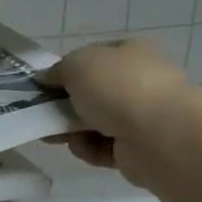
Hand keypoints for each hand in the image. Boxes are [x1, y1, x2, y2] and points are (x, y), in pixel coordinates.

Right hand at [40, 39, 190, 188]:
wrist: (160, 135)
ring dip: (72, 129)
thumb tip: (46, 78)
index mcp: (131, 52)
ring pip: (94, 122)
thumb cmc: (118, 87)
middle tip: (41, 114)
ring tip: (58, 135)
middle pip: (92, 93)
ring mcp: (142, 116)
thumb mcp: (77, 65)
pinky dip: (89, 149)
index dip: (68, 69)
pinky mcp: (138, 149)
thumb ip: (57, 70)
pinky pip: (103, 148)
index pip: (95, 57)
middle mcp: (139, 81)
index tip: (45, 84)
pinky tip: (85, 147)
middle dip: (65, 104)